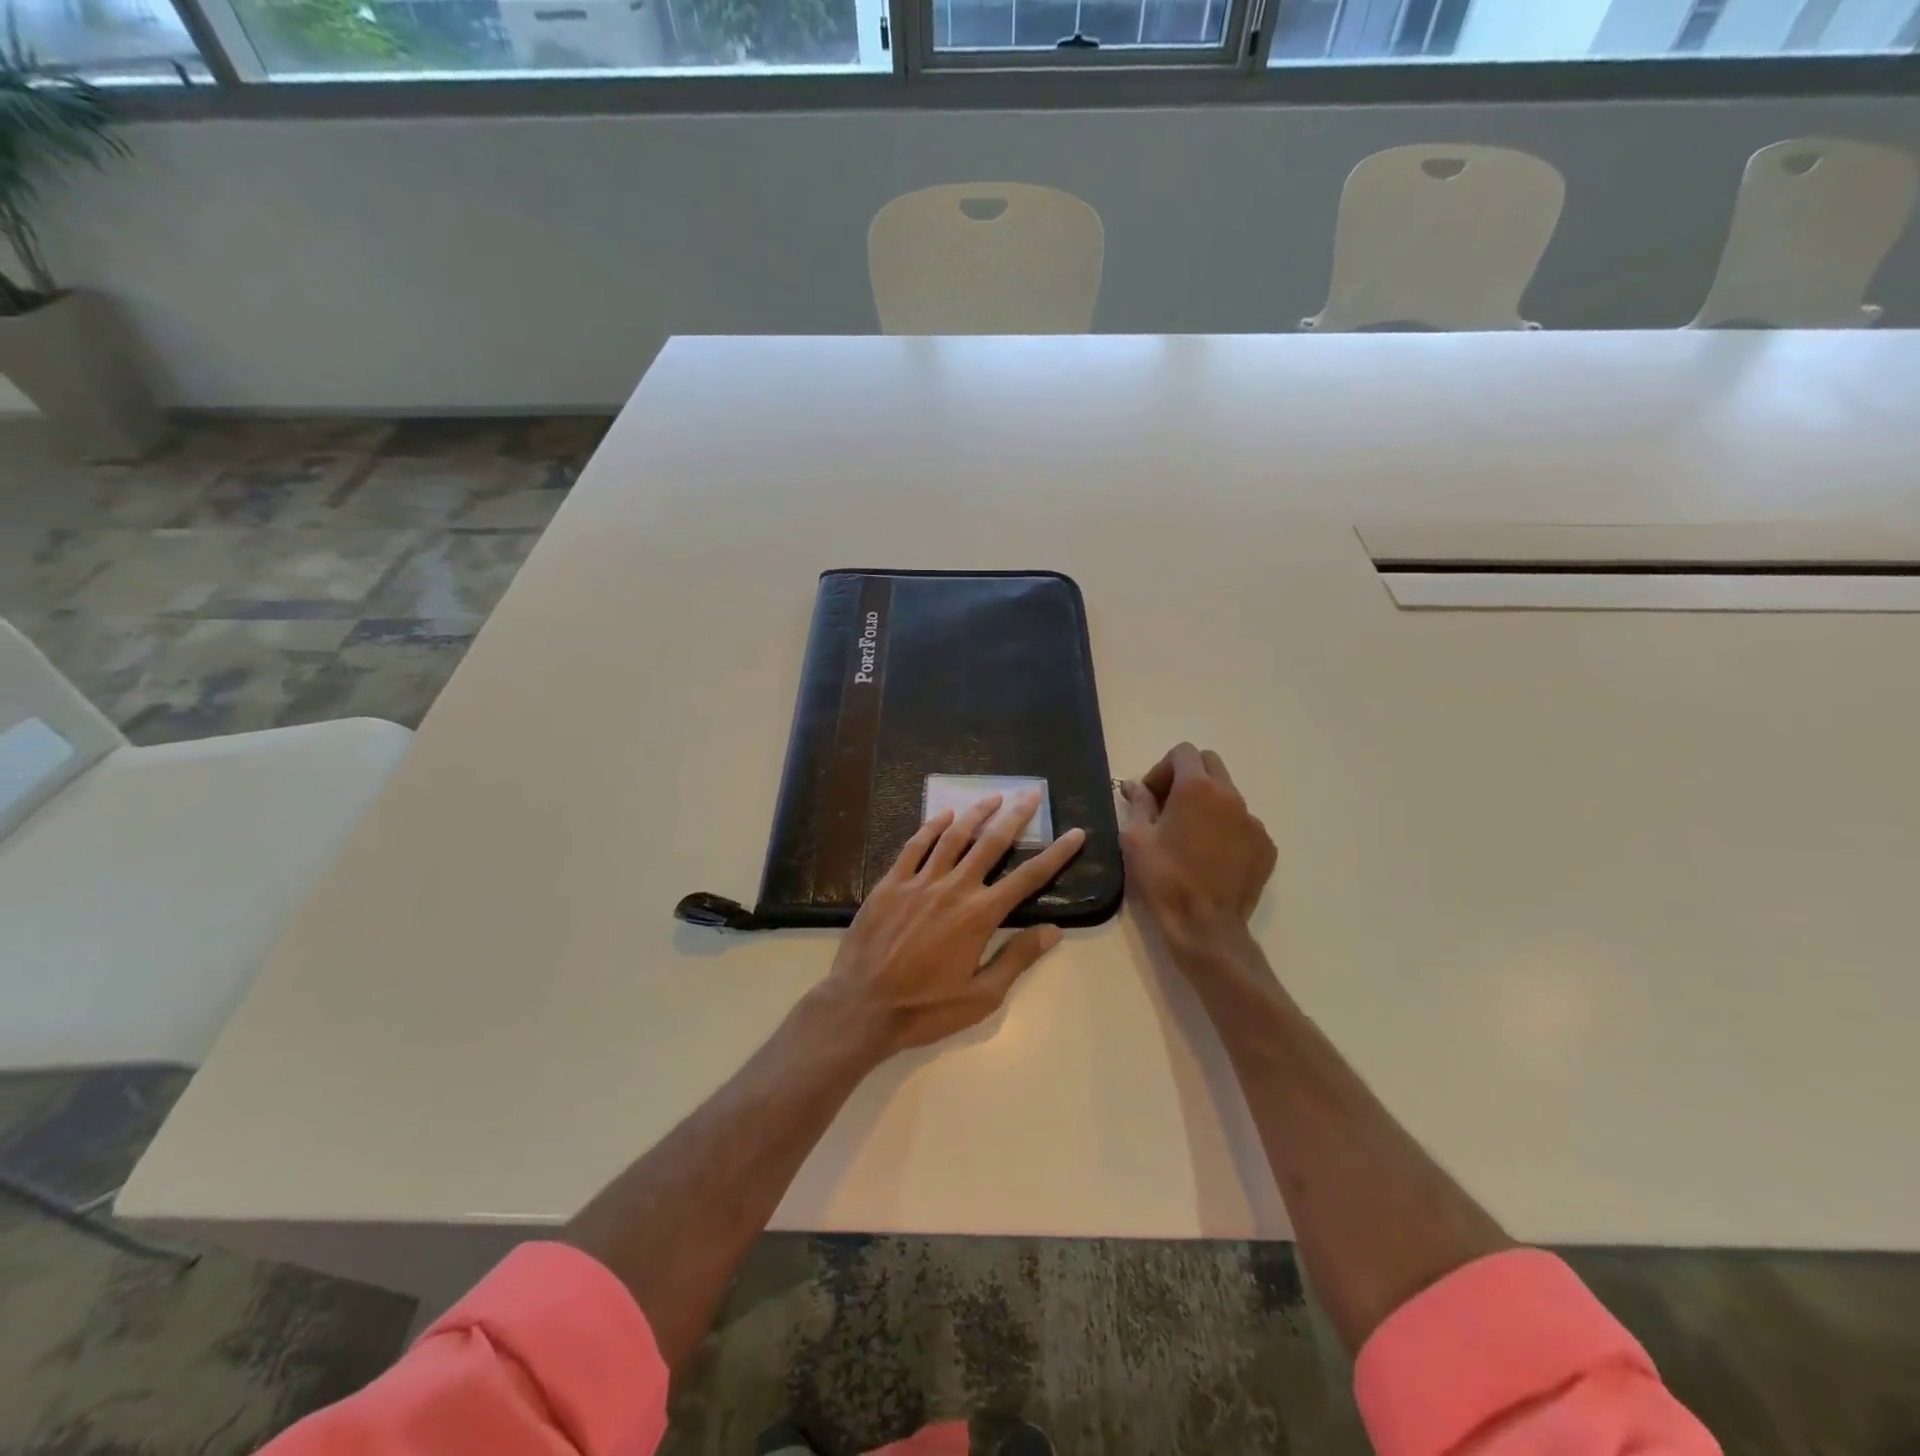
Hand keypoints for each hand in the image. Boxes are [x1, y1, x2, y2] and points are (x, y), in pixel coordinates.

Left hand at [811, 791, 1085, 1059]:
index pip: (1028, 877)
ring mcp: (920, 882)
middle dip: (1016, 815)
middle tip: (1032, 793)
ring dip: (977, 813)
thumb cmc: (926, 1008)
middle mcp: (954, 888)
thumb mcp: (981, 996)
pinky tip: (944, 814)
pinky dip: (932, 826)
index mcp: (980, 915)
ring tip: (994, 796)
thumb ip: (1017, 958)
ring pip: (954, 836)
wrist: (862, 1006)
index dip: (1056, 854)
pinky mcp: (891, 883)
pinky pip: (915, 846)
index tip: (1075, 833)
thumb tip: (1054, 930)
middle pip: (992, 843)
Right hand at [1121, 743, 1276, 942]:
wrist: (1205, 926)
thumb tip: (1135, 786)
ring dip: (1207, 803)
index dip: (1163, 769)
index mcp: (1196, 788)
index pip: (1183, 752)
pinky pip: (1243, 823)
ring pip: (1228, 794)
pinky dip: (1226, 828)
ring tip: (1190, 836)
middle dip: (1187, 777)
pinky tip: (1211, 856)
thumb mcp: (1135, 838)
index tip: (1152, 797)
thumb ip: (1138, 803)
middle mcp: (1230, 795)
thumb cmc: (1164, 878)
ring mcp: (1253, 820)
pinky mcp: (1265, 845)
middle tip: (1169, 807)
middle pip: (1210, 764)